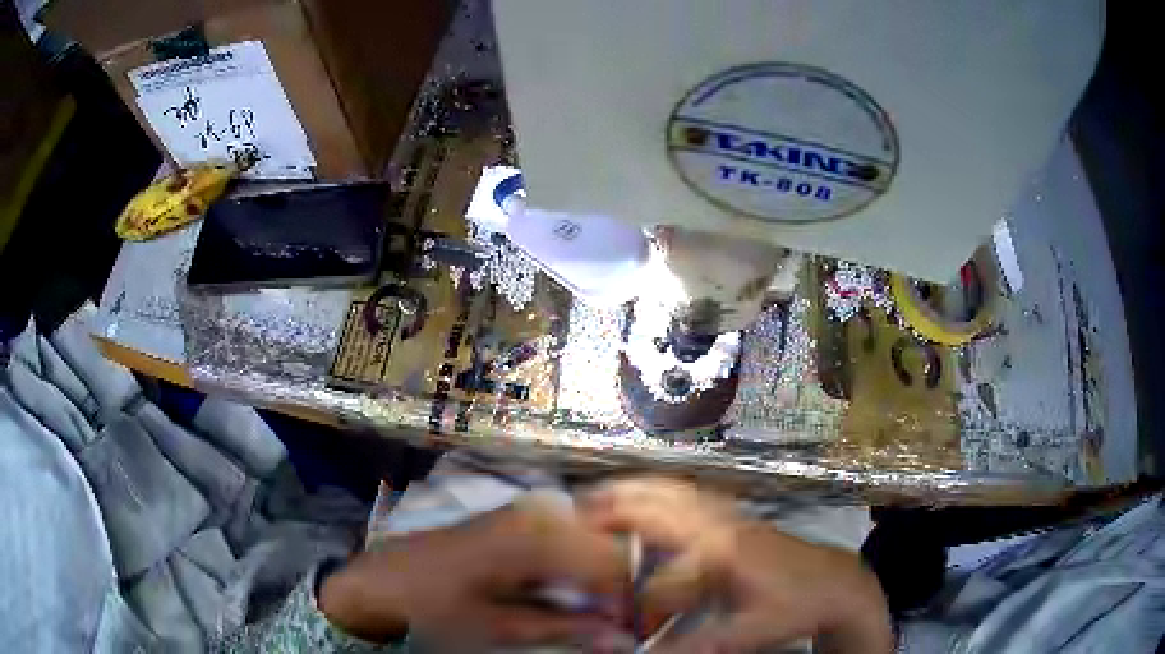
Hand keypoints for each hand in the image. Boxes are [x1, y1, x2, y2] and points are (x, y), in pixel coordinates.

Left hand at [320, 495, 629, 647]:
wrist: (386, 577)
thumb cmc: (435, 605)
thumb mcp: (500, 628)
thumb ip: (567, 629)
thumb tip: (625, 639)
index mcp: (537, 538)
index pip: (616, 562)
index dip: (635, 597)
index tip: (637, 627)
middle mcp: (542, 511)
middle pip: (610, 545)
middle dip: (623, 585)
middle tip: (619, 622)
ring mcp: (531, 508)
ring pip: (596, 538)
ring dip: (605, 575)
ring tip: (597, 610)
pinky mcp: (522, 515)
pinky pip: (573, 535)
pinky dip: (584, 564)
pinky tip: (573, 590)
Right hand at [581, 478, 891, 653]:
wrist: (837, 583)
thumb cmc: (794, 608)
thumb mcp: (746, 634)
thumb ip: (693, 647)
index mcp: (719, 555)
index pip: (654, 571)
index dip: (621, 587)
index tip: (589, 589)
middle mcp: (719, 526)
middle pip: (656, 506)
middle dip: (610, 509)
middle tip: (570, 516)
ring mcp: (730, 516)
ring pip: (672, 491)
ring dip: (631, 492)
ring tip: (595, 497)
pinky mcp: (737, 516)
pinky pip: (689, 493)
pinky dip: (659, 489)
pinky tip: (646, 495)